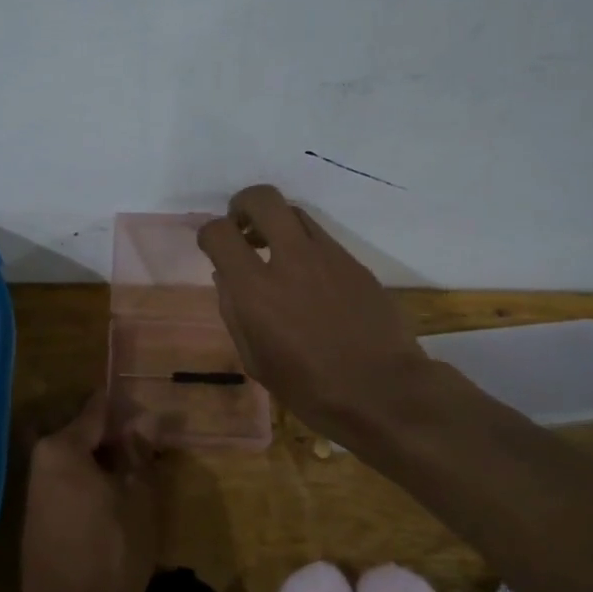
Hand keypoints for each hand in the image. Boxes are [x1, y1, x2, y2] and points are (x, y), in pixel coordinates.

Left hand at [21, 393, 160, 591]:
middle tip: (147, 447)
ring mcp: (33, 498)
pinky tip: (113, 504)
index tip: (146, 411)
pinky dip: (88, 489)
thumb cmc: (115, 550)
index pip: (95, 411)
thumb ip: (139, 451)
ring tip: (135, 475)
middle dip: (113, 438)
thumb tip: (145, 419)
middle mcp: (38, 465)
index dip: (124, 409)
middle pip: (80, 436)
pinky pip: (65, 491)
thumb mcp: (138, 495)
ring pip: (73, 466)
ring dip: (101, 465)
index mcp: (59, 449)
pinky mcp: (35, 527)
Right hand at [199, 184, 431, 435]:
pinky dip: (305, 246)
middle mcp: (291, 259)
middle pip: (263, 198)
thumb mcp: (256, 361)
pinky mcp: (355, 262)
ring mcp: (328, 256)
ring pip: (295, 212)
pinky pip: (321, 238)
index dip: (208, 233)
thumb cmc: (311, 389)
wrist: (384, 393)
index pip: (219, 232)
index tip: (213, 247)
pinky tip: (308, 277)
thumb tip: (226, 277)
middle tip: (243, 229)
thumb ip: (235, 312)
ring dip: (277, 223)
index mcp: (257, 289)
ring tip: (274, 250)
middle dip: (244, 204)